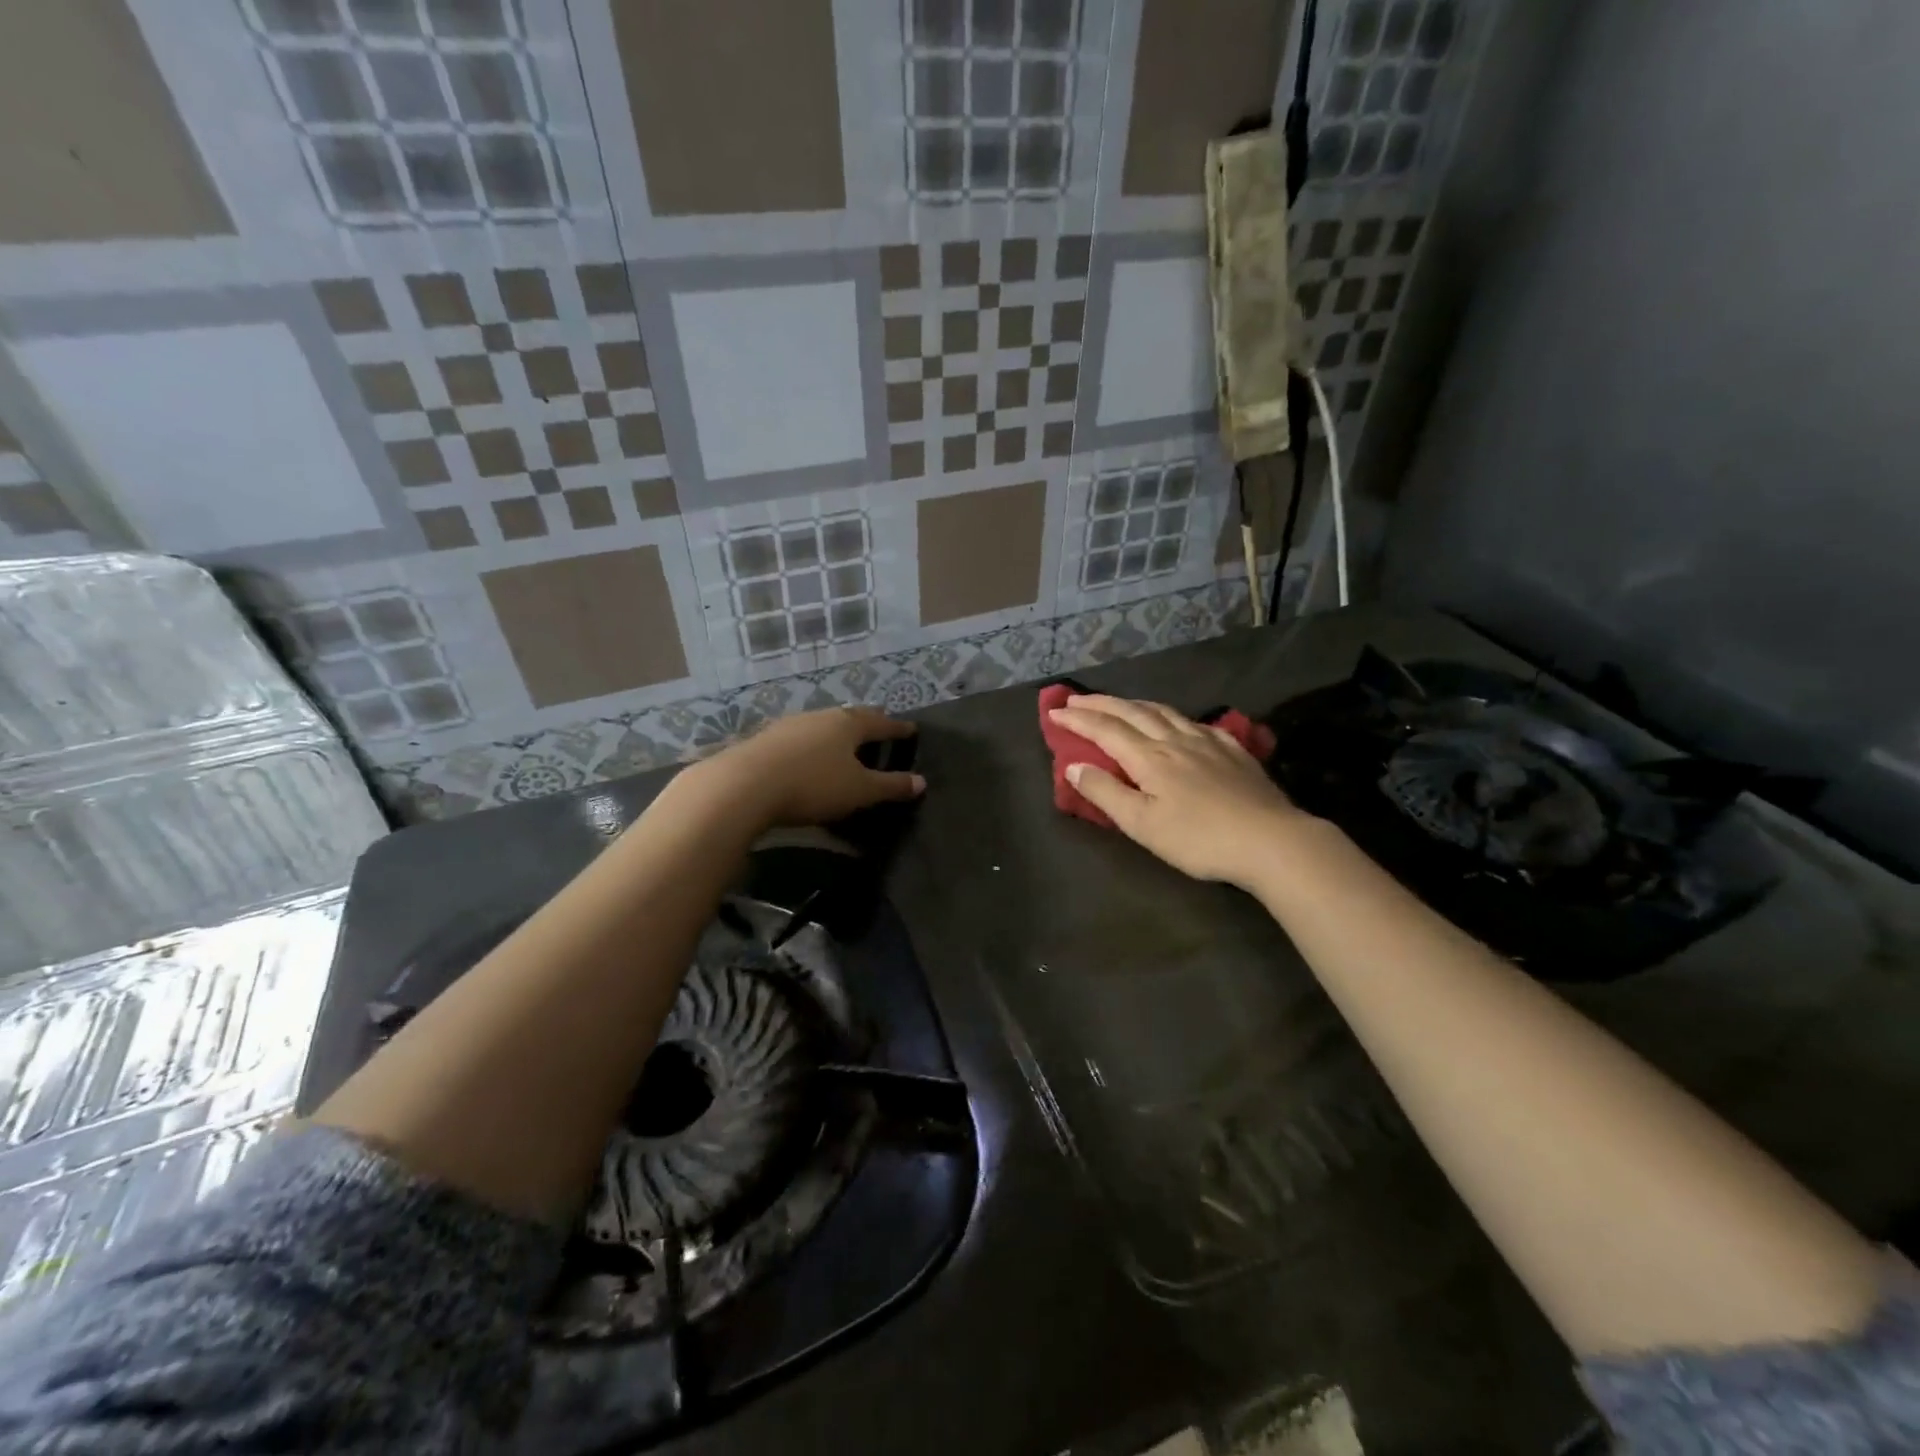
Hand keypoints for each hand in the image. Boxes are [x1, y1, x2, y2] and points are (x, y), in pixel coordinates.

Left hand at [687, 706, 923, 828]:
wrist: (745, 785)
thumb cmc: (813, 785)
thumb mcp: (860, 791)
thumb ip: (891, 786)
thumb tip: (921, 782)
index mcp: (848, 724)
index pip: (881, 723)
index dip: (897, 729)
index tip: (911, 729)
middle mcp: (820, 716)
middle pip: (850, 717)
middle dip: (867, 724)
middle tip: (879, 729)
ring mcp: (789, 725)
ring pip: (821, 725)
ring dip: (835, 733)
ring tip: (843, 743)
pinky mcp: (765, 739)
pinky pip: (798, 738)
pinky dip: (810, 745)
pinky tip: (806, 755)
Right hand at [1048, 694, 1307, 886]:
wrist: (1270, 840)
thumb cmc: (1198, 838)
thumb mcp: (1142, 824)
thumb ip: (1105, 793)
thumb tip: (1074, 766)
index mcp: (1149, 757)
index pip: (1105, 730)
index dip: (1077, 719)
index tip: (1054, 712)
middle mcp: (1175, 740)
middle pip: (1132, 712)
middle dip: (1100, 703)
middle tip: (1075, 698)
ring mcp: (1207, 741)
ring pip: (1164, 711)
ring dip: (1134, 703)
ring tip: (1118, 703)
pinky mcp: (1232, 750)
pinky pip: (1195, 722)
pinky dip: (1172, 715)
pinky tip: (1177, 722)